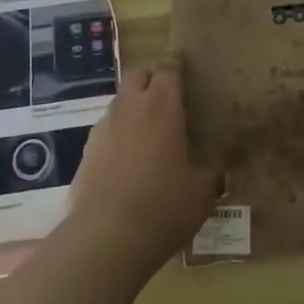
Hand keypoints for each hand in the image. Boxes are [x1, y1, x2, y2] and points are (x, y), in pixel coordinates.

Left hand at [68, 57, 220, 275]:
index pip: (170, 68)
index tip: (185, 66)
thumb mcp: (200, 194)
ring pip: (119, 103)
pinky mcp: (85, 153)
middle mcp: (130, 106)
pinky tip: (127, 164)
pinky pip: (105, 132)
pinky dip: (117, 138)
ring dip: (133, 109)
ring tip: (148, 136)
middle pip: (138, 75)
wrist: (105, 238)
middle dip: (151, 80)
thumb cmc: (163, 206)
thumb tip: (218, 174)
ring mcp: (103, 128)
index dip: (178, 65)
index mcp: (162, 105)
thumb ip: (210, 176)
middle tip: (167, 102)